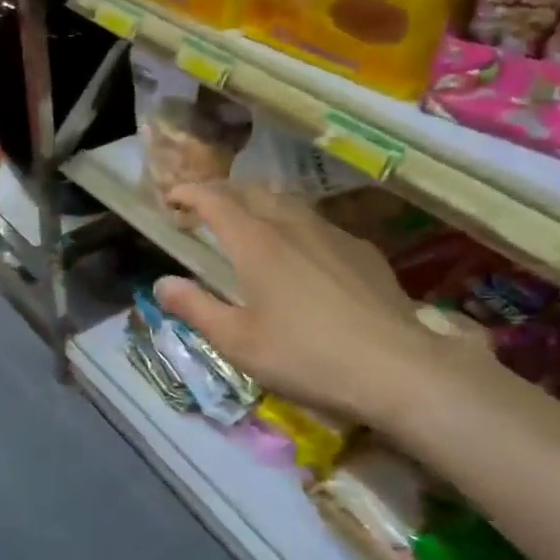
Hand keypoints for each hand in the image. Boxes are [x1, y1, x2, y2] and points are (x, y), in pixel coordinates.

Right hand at [153, 184, 470, 431]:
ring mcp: (332, 234)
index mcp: (255, 243)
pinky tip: (300, 253)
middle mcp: (292, 226)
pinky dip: (292, 224)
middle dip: (222, 193)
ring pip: (288, 203)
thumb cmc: (305, 356)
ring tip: (248, 224)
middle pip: (252, 192)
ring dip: (258, 204)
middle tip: (205, 210)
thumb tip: (162, 283)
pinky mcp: (362, 251)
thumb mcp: (237, 341)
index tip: (171, 197)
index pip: (215, 200)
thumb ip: (195, 308)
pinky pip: (317, 224)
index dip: (189, 193)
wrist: (396, 368)